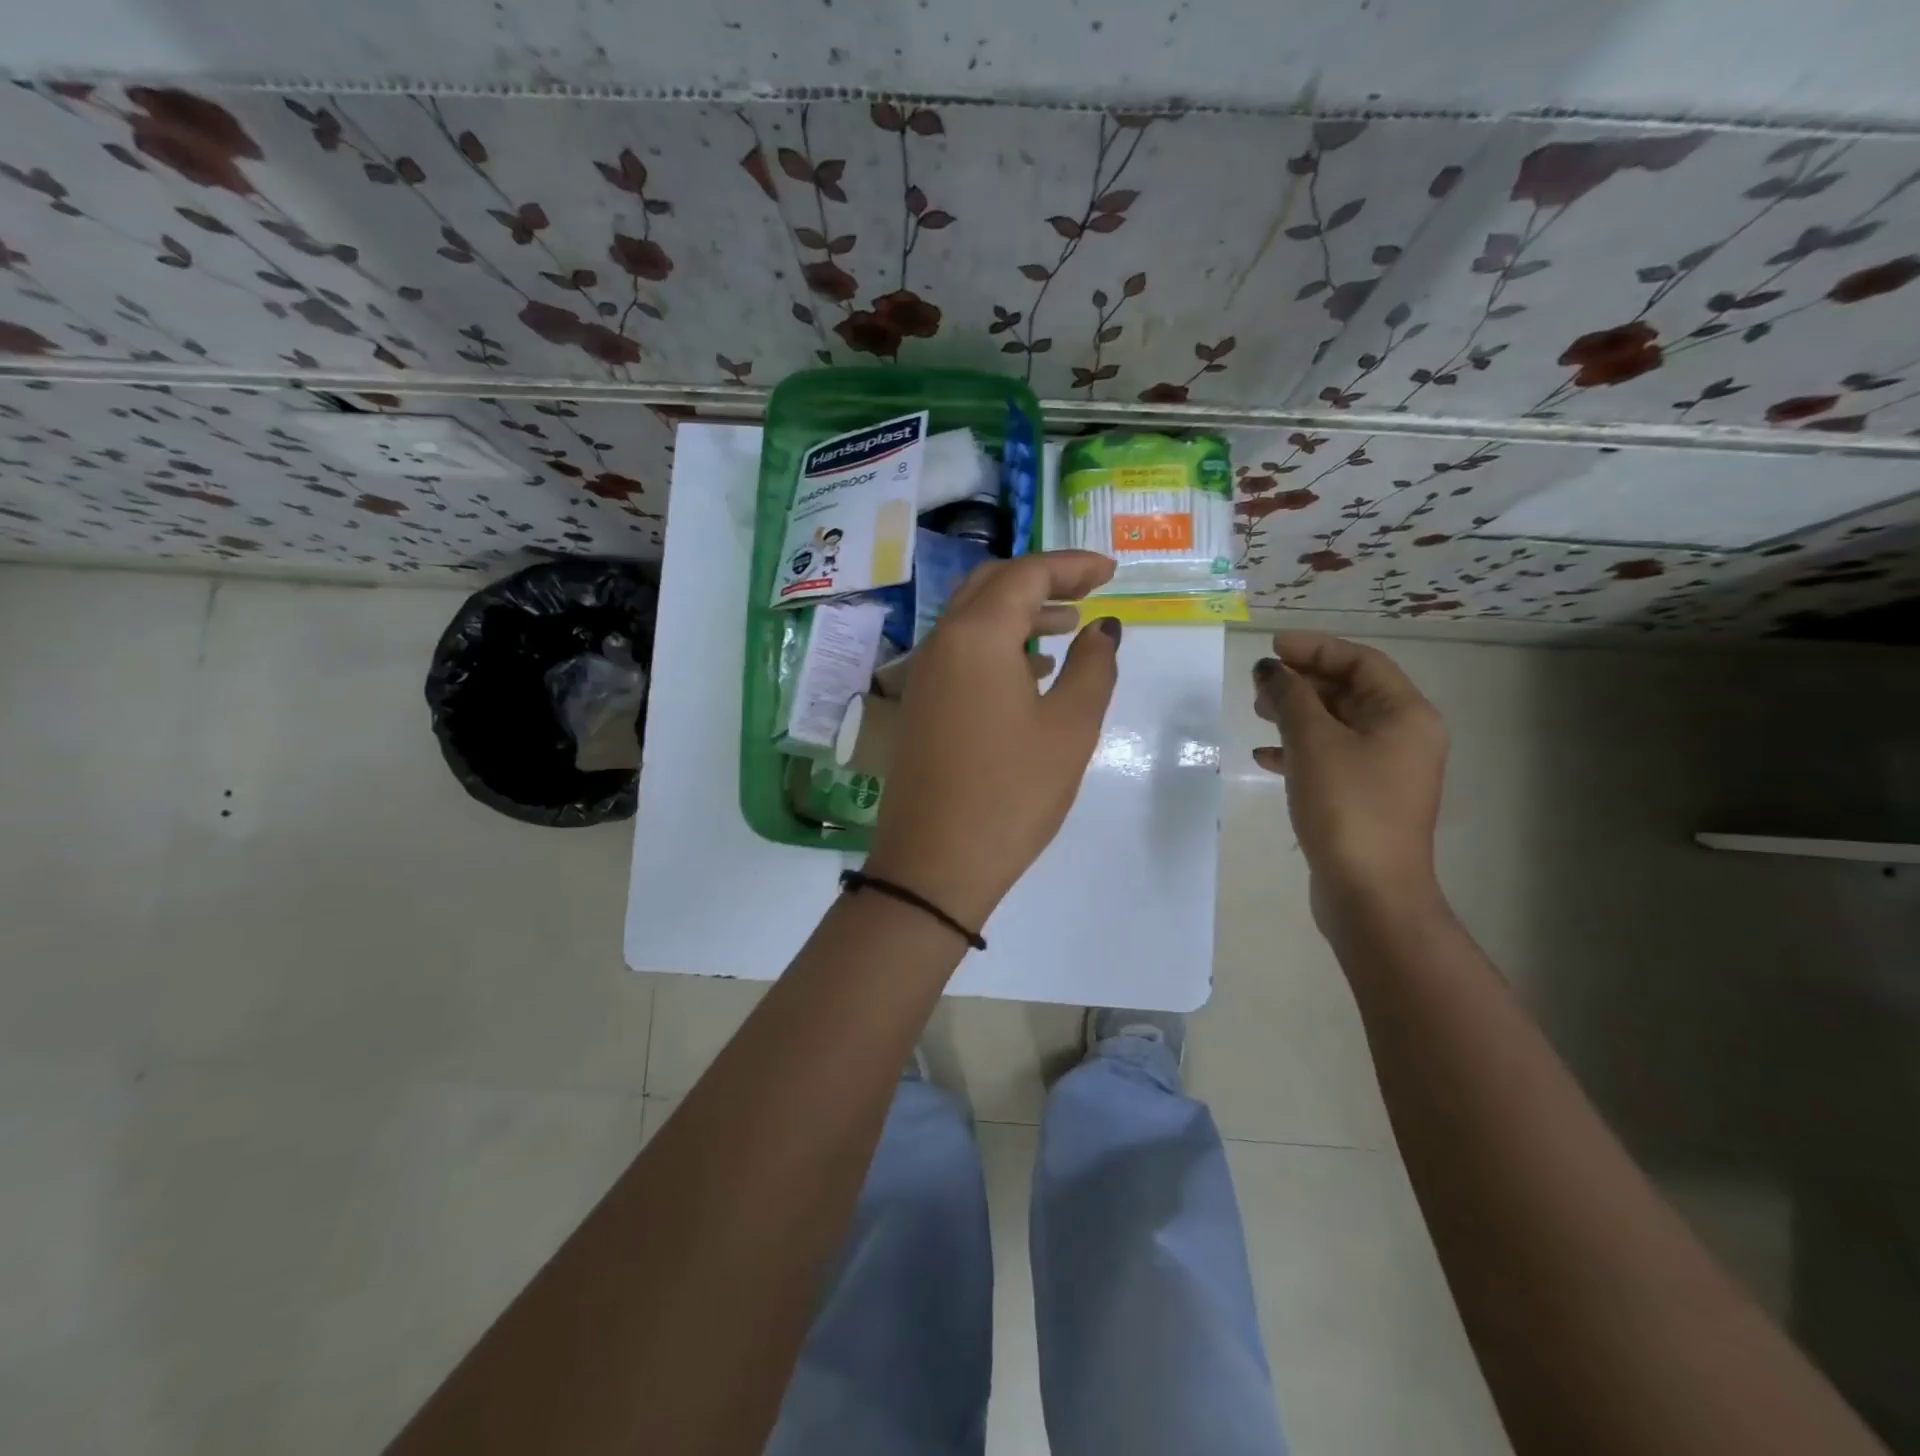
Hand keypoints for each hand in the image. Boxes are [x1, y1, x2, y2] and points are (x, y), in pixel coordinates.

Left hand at [865, 550, 1121, 930]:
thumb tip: (1103, 628)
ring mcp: (925, 675)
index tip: (1111, 571)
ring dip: (1019, 613)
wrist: (935, 864)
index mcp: (977, 636)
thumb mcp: (1070, 728)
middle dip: (1041, 580)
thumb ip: (1094, 667)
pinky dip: (999, 646)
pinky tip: (1032, 671)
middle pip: (991, 586)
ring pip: (973, 619)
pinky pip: (961, 653)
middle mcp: (942, 643)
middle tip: (1087, 590)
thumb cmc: (1012, 793)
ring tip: (1067, 627)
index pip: (1026, 575)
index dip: (1071, 565)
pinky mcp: (921, 705)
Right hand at [1252, 631, 1447, 922]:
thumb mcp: (1313, 742)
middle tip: (1259, 684)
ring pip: (1337, 726)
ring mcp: (1385, 770)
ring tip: (1257, 713)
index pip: (1361, 662)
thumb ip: (1290, 698)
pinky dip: (1299, 751)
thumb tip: (1270, 670)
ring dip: (1297, 715)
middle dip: (1302, 682)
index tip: (1271, 647)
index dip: (1315, 648)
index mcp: (1405, 715)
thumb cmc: (1347, 806)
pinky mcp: (1365, 798)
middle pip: (1350, 692)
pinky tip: (1265, 757)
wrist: (1370, 892)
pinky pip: (1331, 758)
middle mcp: (1403, 737)